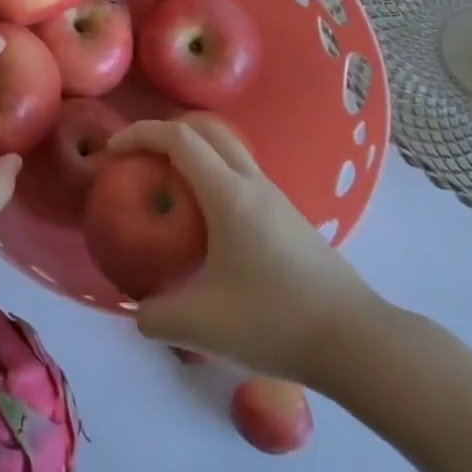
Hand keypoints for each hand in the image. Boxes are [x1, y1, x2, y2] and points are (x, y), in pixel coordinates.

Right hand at [115, 116, 386, 384]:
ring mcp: (276, 197)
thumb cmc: (277, 322)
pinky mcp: (289, 216)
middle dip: (166, 133)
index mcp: (228, 194)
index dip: (140, 134)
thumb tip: (138, 313)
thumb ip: (158, 317)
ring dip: (193, 153)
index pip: (178, 138)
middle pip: (206, 129)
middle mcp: (252, 183)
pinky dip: (213, 175)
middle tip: (140, 160)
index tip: (113, 151)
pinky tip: (206, 221)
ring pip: (228, 149)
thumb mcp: (204, 326)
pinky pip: (242, 174)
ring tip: (169, 188)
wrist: (358, 342)